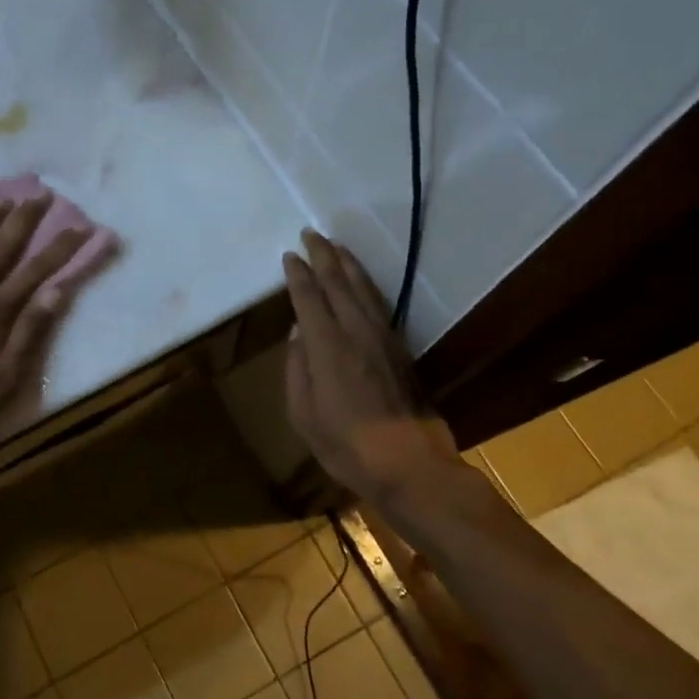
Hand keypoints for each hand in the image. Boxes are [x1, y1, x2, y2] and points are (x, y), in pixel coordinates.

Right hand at [282, 230, 461, 506]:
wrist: (409, 464)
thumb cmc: (346, 445)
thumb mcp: (303, 414)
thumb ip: (297, 369)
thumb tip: (298, 334)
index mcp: (328, 347)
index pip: (309, 298)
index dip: (298, 274)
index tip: (289, 255)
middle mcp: (357, 332)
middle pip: (339, 283)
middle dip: (323, 256)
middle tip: (311, 234)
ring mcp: (383, 338)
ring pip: (364, 288)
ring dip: (349, 263)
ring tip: (336, 246)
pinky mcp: (400, 348)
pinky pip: (379, 303)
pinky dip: (366, 284)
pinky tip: (361, 281)